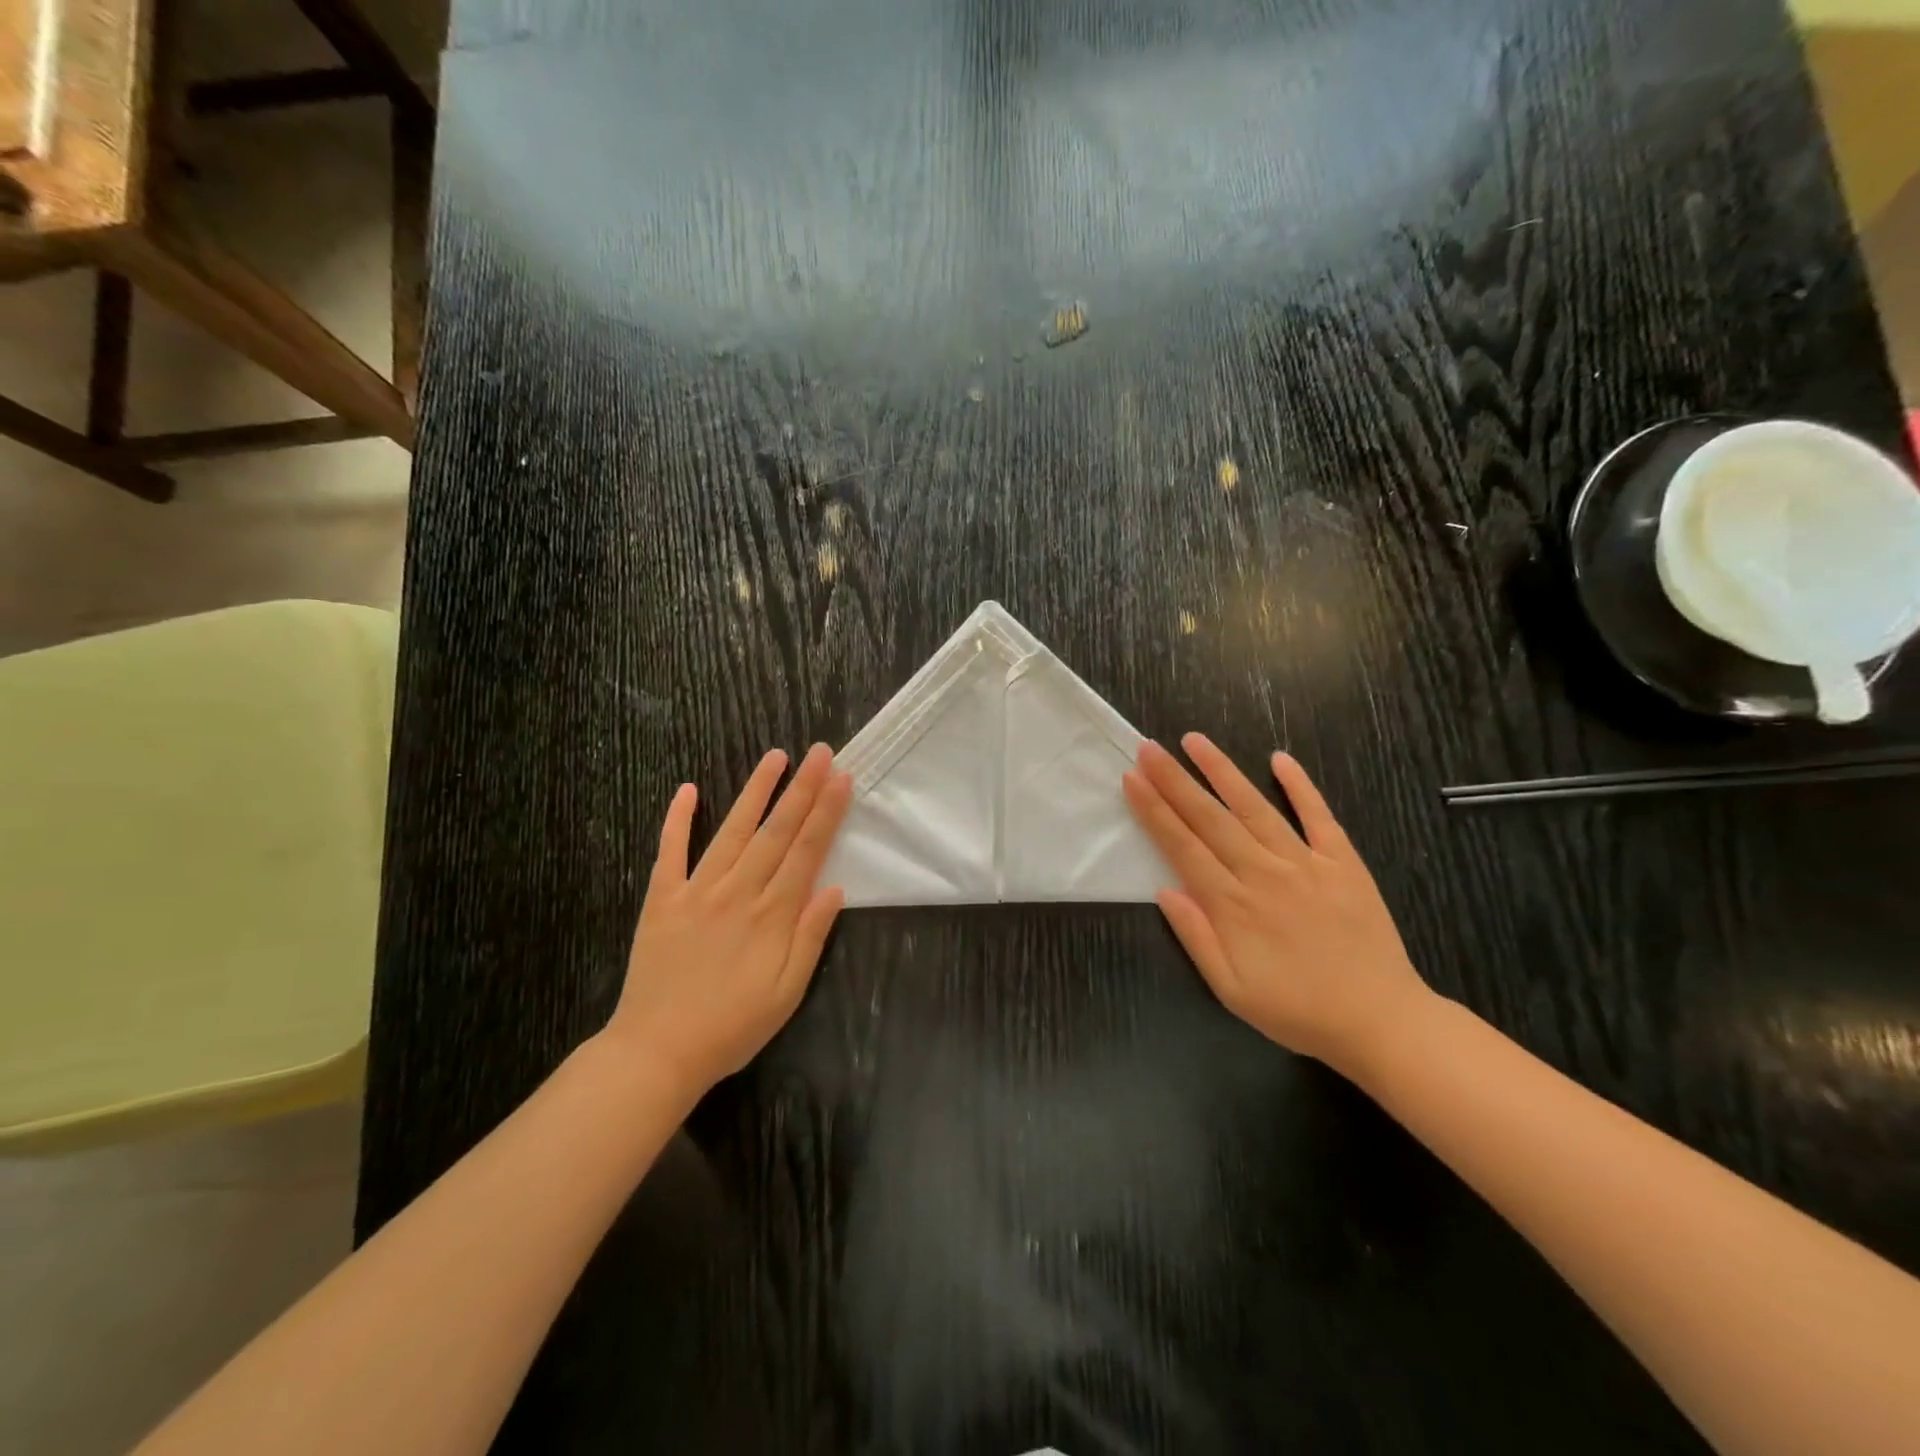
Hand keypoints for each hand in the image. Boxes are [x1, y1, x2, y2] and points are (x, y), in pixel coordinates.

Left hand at [603, 744, 853, 1098]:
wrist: (657, 1052)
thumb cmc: (732, 1026)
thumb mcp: (787, 993)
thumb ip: (811, 938)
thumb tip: (835, 889)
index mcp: (772, 915)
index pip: (806, 851)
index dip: (826, 813)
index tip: (841, 778)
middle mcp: (738, 891)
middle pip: (776, 831)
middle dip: (802, 789)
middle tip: (820, 751)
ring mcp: (697, 891)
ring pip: (732, 831)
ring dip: (755, 791)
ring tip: (775, 757)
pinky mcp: (663, 899)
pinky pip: (670, 852)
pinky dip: (677, 820)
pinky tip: (687, 789)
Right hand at [1122, 735, 1430, 1077]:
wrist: (1380, 1021)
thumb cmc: (1296, 1010)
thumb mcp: (1230, 990)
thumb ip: (1196, 937)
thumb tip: (1165, 890)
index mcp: (1232, 904)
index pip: (1182, 846)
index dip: (1154, 810)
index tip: (1132, 779)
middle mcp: (1263, 873)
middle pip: (1210, 818)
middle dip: (1174, 780)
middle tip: (1148, 748)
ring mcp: (1305, 863)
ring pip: (1255, 808)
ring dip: (1222, 771)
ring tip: (1195, 741)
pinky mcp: (1342, 863)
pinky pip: (1319, 816)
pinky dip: (1300, 786)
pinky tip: (1279, 759)